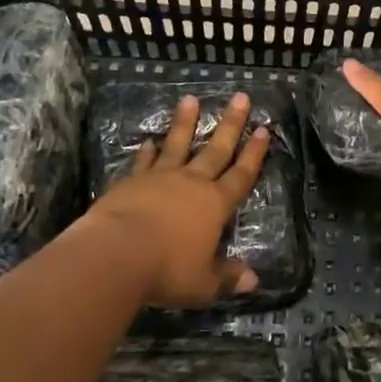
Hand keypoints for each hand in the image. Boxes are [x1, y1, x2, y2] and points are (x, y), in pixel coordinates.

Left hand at [83, 92, 270, 306]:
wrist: (116, 254)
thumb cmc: (167, 270)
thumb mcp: (203, 283)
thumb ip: (227, 277)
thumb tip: (253, 281)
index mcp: (215, 205)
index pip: (241, 175)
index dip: (254, 154)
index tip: (264, 129)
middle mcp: (192, 184)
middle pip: (216, 150)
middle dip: (231, 124)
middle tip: (240, 98)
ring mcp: (160, 178)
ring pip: (178, 145)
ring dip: (185, 123)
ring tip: (190, 99)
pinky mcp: (131, 182)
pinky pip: (144, 162)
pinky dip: (148, 151)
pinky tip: (149, 140)